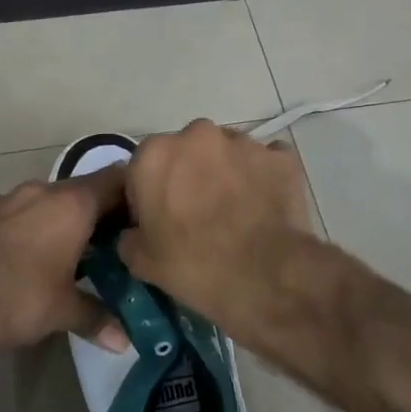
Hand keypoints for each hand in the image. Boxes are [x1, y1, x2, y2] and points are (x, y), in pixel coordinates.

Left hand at [0, 168, 132, 366]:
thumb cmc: (15, 301)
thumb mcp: (62, 312)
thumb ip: (97, 317)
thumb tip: (123, 341)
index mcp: (71, 205)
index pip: (116, 180)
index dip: (134, 194)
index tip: (144, 215)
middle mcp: (40, 191)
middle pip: (81, 191)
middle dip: (98, 213)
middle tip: (113, 241)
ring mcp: (4, 198)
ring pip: (45, 201)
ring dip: (60, 220)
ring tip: (71, 251)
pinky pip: (15, 213)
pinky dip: (28, 228)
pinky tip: (24, 258)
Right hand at [118, 120, 313, 339]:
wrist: (267, 276)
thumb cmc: (194, 266)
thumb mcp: (141, 262)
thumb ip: (129, 236)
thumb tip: (136, 232)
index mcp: (154, 155)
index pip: (142, 168)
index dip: (149, 195)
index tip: (160, 221)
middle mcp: (196, 135)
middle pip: (186, 153)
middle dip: (189, 176)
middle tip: (198, 215)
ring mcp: (242, 142)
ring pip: (226, 153)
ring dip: (226, 174)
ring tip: (236, 212)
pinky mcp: (281, 156)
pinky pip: (265, 162)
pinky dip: (262, 178)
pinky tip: (264, 206)